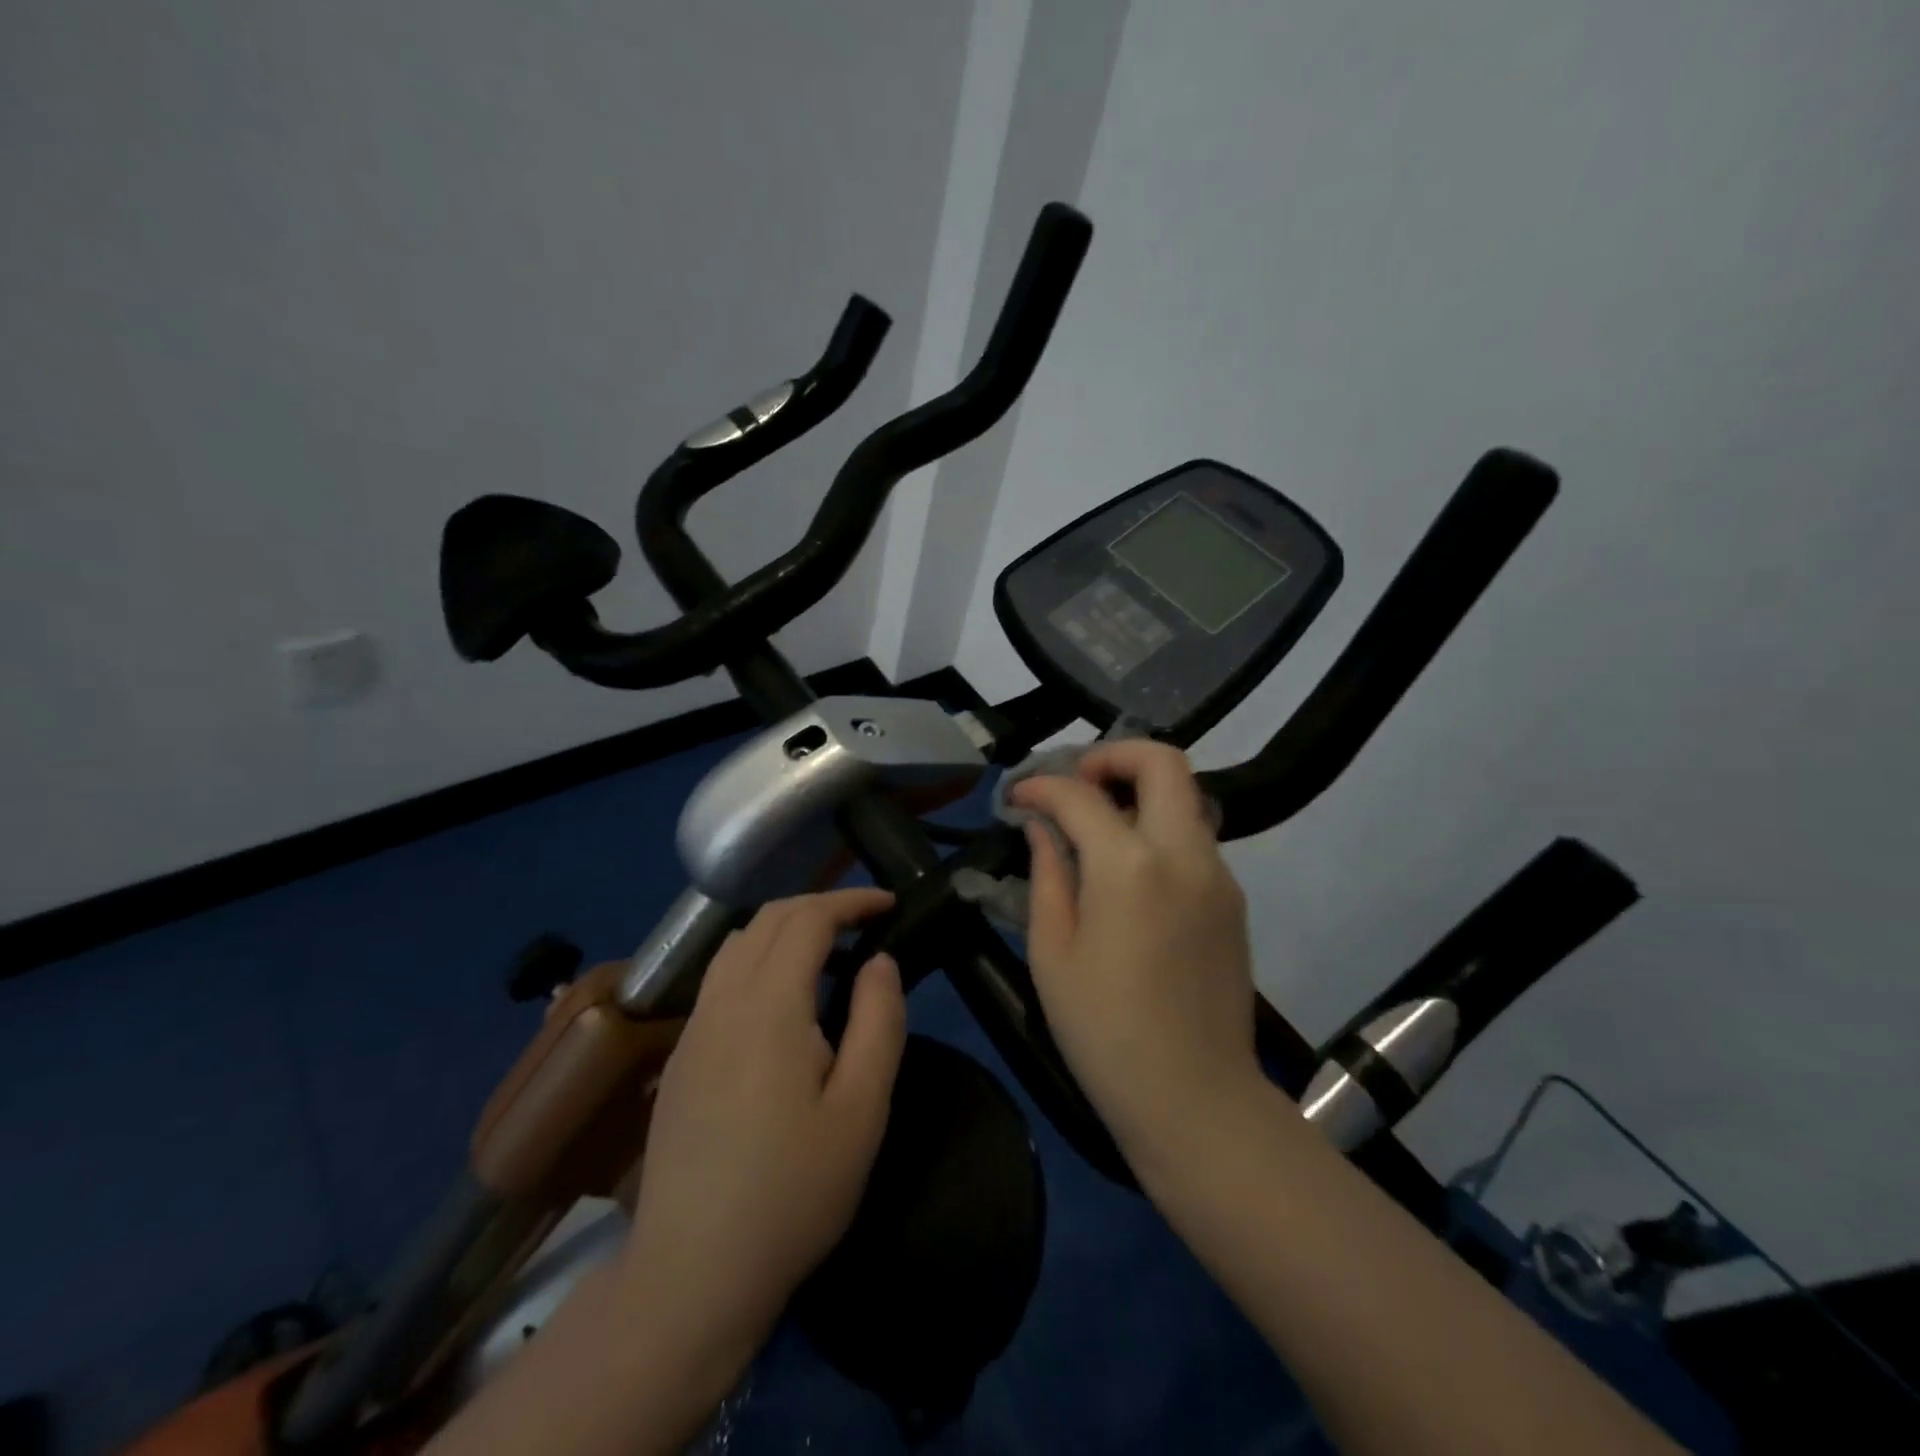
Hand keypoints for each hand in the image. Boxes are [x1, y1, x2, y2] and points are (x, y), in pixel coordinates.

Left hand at [617, 888, 905, 1374]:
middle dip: (820, 906)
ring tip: (829, 952)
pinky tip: (783, 1001)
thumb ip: (879, 1022)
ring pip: (737, 944)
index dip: (851, 900)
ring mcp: (693, 1029)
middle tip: (865, 923)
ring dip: (785, 928)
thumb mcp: (862, 1110)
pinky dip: (759, 958)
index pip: (808, 919)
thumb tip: (881, 962)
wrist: (693, 1274)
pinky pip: (720, 978)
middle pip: (768, 919)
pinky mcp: (680, 1057)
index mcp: (769, 1007)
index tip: (889, 904)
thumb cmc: (793, 1191)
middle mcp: (723, 1002)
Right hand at [1010, 741, 1260, 1162]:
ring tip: (1095, 826)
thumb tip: (1042, 826)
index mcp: (1130, 866)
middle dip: (1111, 755)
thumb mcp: (1052, 952)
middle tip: (1074, 785)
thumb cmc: (1104, 1031)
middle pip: (1162, 761)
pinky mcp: (1232, 899)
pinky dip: (1158, 828)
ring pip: (1184, 797)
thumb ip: (1048, 873)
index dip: (1041, 786)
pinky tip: (1128, 871)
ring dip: (1138, 791)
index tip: (1018, 797)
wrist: (1195, 1099)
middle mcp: (1184, 853)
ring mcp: (1218, 874)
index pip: (1080, 795)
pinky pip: (1194, 837)